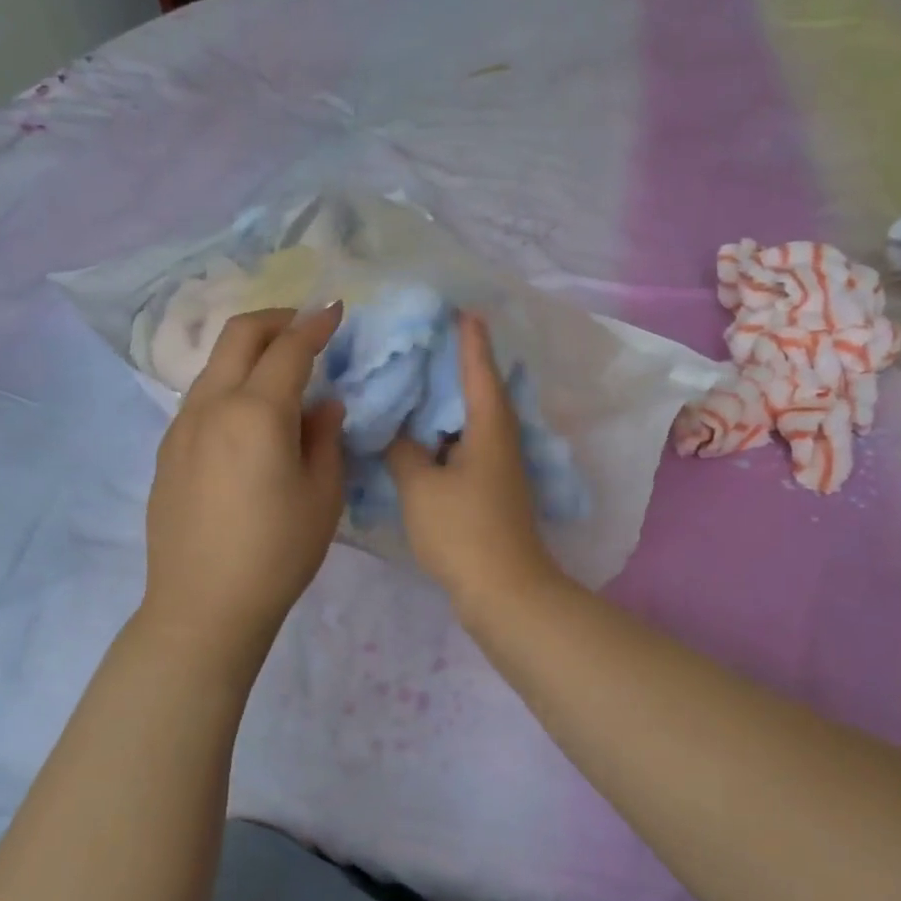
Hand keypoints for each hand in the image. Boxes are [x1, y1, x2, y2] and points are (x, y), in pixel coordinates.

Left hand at [141, 306, 345, 657]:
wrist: (204, 605)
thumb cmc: (277, 554)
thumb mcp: (322, 496)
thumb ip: (326, 438)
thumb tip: (324, 405)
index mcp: (256, 413)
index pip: (289, 349)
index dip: (315, 325)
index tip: (335, 311)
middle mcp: (212, 406)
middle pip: (239, 335)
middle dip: (275, 318)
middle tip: (304, 326)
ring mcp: (181, 426)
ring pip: (215, 364)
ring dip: (248, 350)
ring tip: (279, 369)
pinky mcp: (167, 450)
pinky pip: (201, 397)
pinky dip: (229, 383)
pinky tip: (249, 415)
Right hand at [386, 314, 560, 613]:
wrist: (504, 590)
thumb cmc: (463, 531)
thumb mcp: (420, 486)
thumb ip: (402, 450)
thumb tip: (397, 431)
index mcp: (489, 426)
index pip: (478, 369)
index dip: (468, 339)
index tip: (460, 309)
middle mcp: (501, 439)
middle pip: (480, 390)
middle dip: (458, 364)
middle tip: (426, 339)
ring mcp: (499, 467)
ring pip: (472, 420)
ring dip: (449, 400)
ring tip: (417, 380)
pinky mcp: (491, 490)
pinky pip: (467, 446)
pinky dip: (446, 433)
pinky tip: (422, 435)